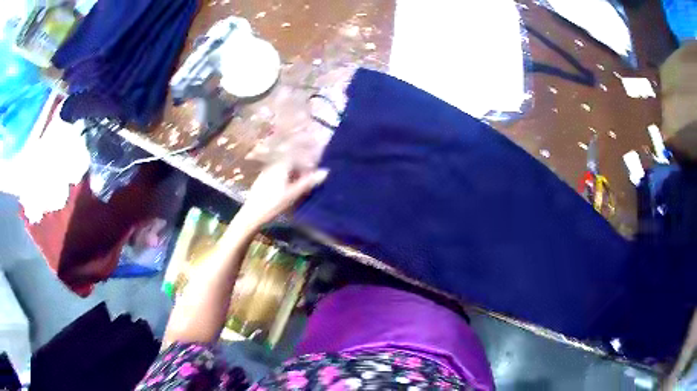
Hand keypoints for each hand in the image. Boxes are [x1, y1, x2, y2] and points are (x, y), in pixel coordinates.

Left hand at [233, 162, 328, 229]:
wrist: (251, 215)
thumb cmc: (273, 204)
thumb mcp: (293, 194)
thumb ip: (309, 182)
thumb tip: (326, 171)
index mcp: (280, 165)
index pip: (297, 155)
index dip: (307, 160)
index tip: (315, 168)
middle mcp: (272, 165)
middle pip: (290, 161)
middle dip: (301, 167)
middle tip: (310, 177)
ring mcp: (265, 173)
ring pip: (283, 168)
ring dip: (293, 174)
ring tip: (301, 184)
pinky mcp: (261, 181)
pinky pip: (276, 174)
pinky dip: (285, 178)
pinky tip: (287, 189)